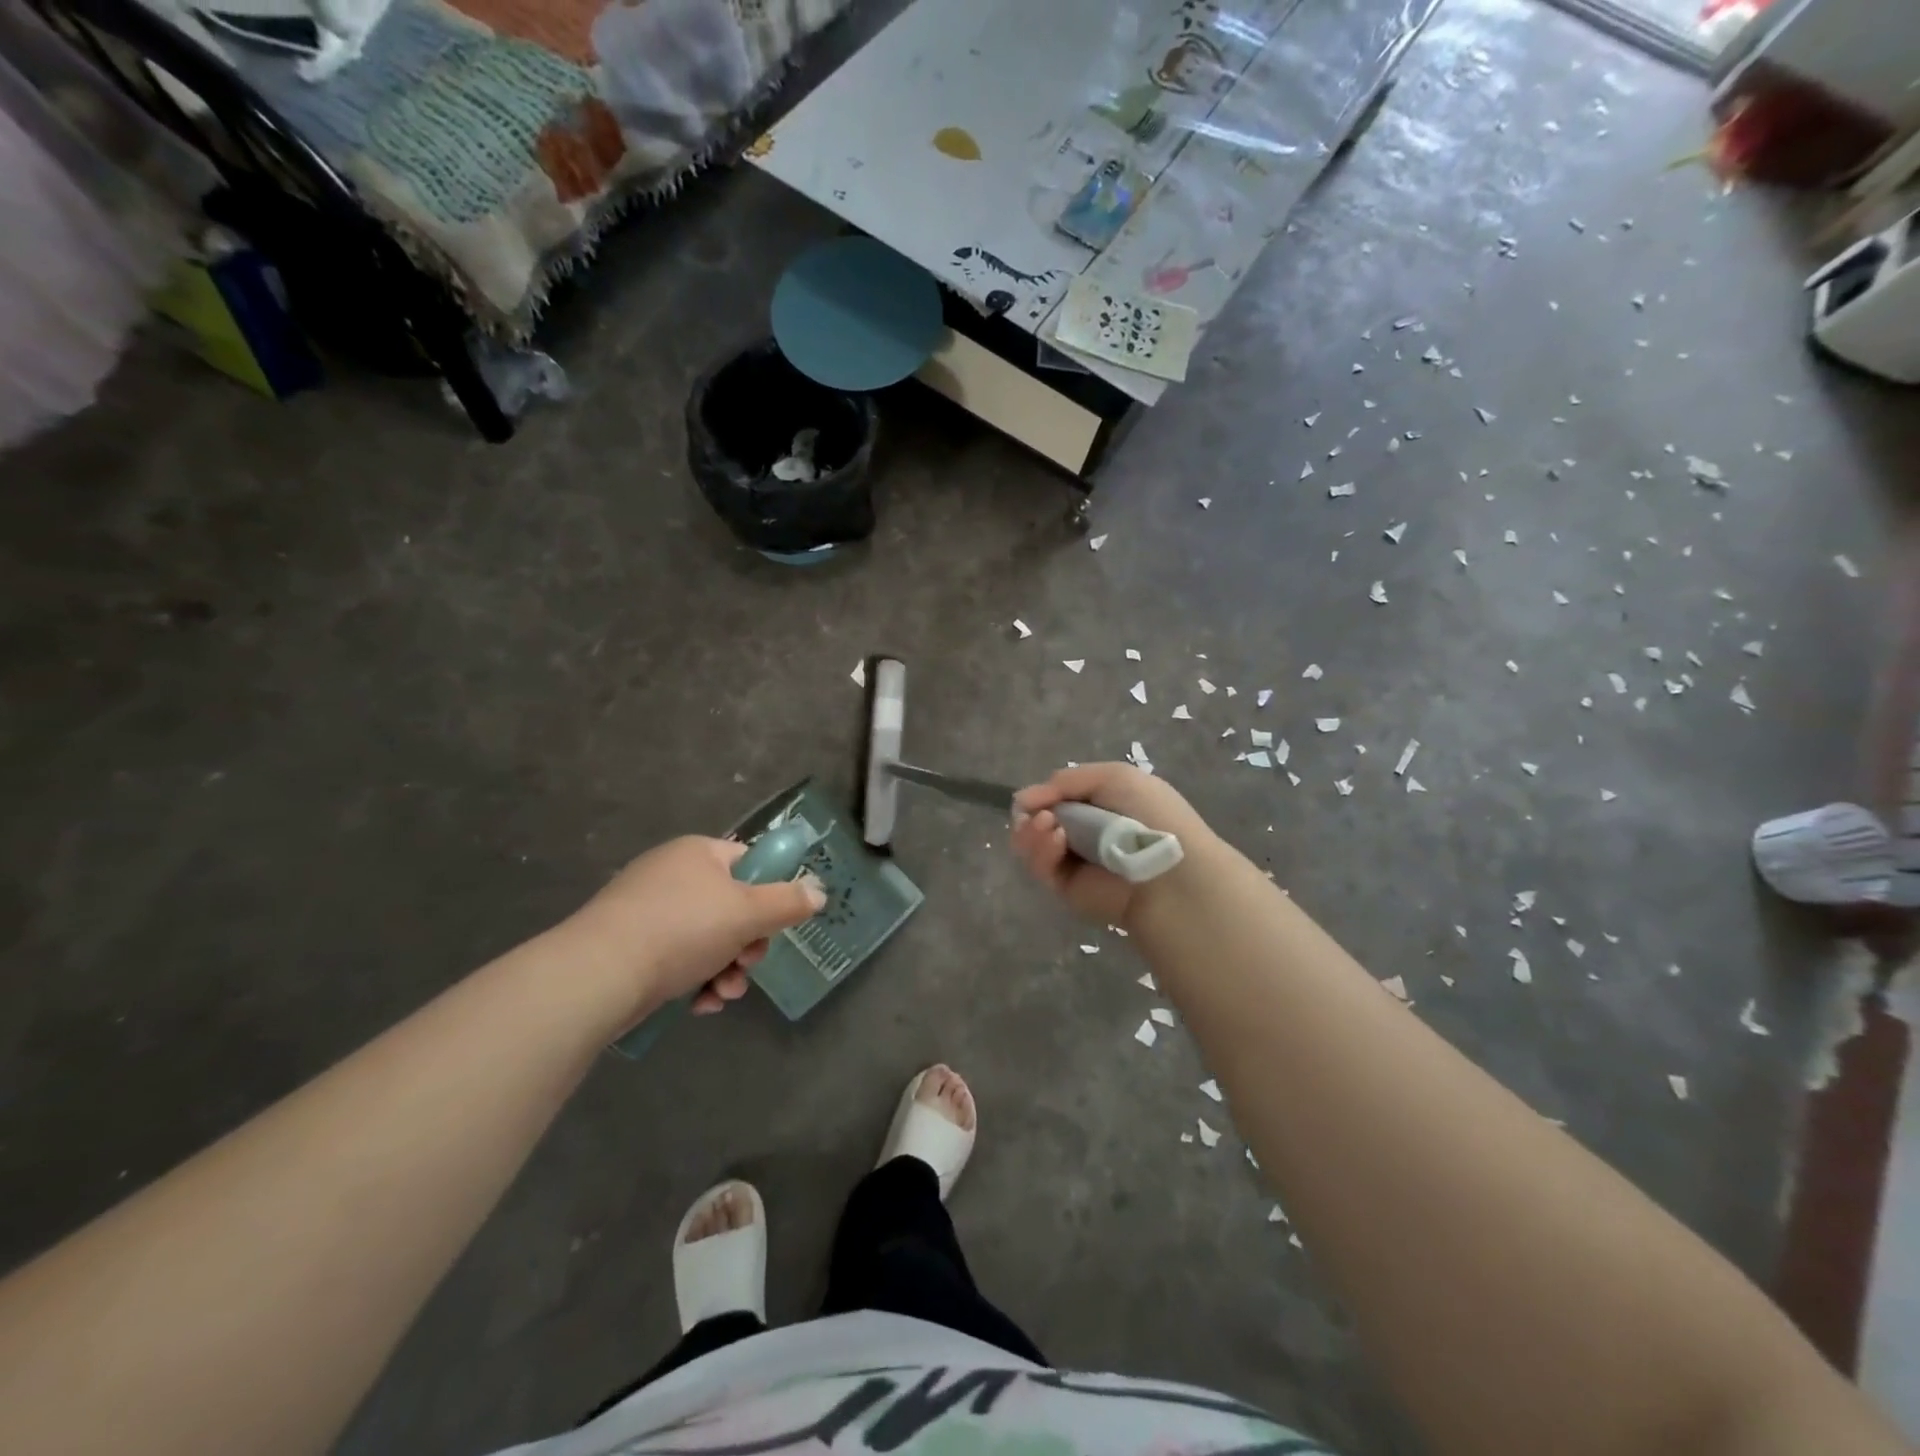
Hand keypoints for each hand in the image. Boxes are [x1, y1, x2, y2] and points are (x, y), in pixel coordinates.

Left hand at [563, 837, 825, 1024]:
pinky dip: (694, 981)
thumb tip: (818, 891)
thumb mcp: (749, 913)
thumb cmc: (682, 929)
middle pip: (730, 906)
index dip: (768, 893)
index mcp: (698, 853)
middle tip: (748, 964)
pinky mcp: (628, 946)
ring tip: (724, 994)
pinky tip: (699, 1005)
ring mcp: (646, 910)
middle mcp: (671, 873)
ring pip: (706, 939)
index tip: (772, 925)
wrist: (599, 974)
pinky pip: (676, 959)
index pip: (748, 863)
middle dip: (747, 944)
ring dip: (725, 969)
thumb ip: (789, 902)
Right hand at [1011, 763, 1212, 926]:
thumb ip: (1067, 780)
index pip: (1057, 798)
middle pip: (1037, 820)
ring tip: (1047, 825)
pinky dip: (1042, 851)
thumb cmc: (1149, 815)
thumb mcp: (1114, 777)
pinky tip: (1056, 841)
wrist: (1168, 870)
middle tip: (1039, 815)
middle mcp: (1085, 832)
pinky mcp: (1067, 888)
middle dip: (1031, 814)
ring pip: (1032, 844)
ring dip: (1032, 831)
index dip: (1041, 795)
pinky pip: (1041, 867)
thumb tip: (1024, 798)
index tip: (1031, 797)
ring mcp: (1074, 861)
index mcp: (1101, 804)